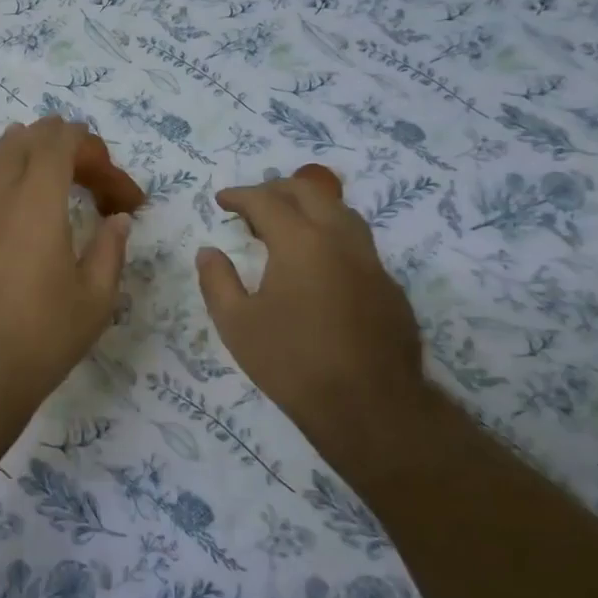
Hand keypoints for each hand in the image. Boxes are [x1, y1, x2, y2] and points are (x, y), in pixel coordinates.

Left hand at [0, 119, 131, 422]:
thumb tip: (117, 219)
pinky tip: (28, 213)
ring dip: (36, 157)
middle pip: (29, 137)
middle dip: (68, 147)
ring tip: (64, 189)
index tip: (118, 194)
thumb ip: (111, 248)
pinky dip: (11, 177)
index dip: (95, 152)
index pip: (61, 139)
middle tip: (95, 186)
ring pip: (0, 153)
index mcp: (35, 201)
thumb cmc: (39, 339)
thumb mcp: (94, 299)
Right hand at [196, 172, 426, 461]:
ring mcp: (371, 261)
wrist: (370, 407)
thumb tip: (208, 252)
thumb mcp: (237, 324)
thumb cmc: (293, 363)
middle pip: (309, 192)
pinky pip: (357, 244)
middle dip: (276, 189)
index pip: (266, 200)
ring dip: (309, 207)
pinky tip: (318, 265)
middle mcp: (339, 239)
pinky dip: (331, 237)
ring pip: (340, 212)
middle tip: (252, 205)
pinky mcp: (389, 286)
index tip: (222, 200)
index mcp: (300, 242)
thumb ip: (217, 281)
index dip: (239, 195)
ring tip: (286, 226)